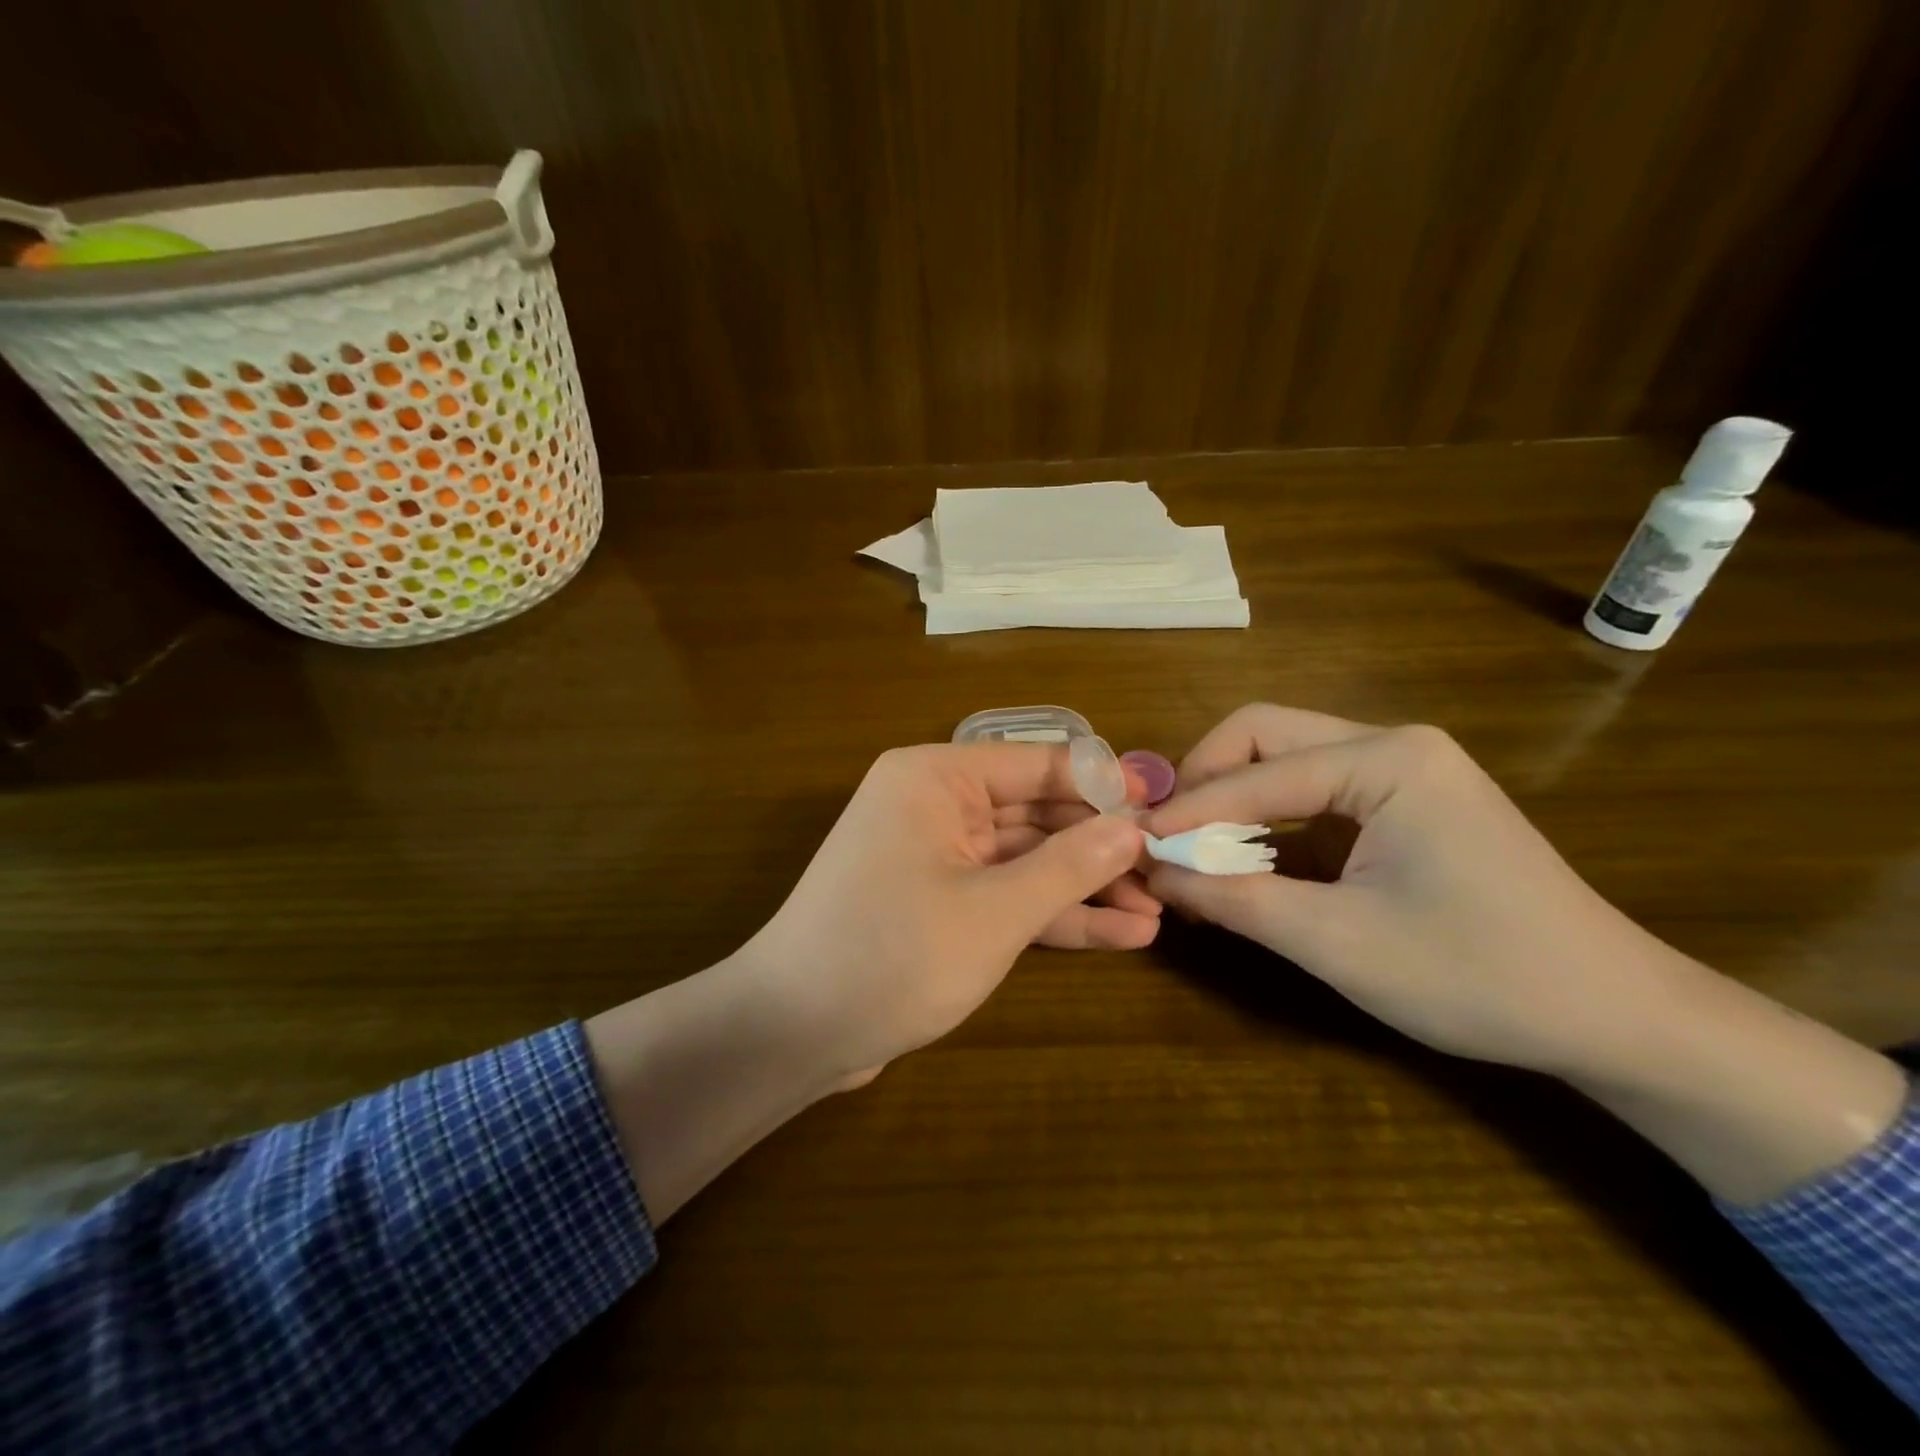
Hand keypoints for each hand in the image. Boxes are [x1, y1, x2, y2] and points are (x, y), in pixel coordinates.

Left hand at [738, 742, 1155, 1081]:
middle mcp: (936, 805)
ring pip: (1026, 860)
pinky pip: (1005, 895)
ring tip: (1157, 910)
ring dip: (1085, 886)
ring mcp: (937, 857)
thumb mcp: (992, 911)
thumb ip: (1067, 865)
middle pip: (1036, 813)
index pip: (1037, 765)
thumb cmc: (892, 954)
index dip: (1103, 786)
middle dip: (1099, 846)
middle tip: (1169, 869)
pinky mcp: (940, 904)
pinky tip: (1121, 934)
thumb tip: (1132, 827)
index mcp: (935, 778)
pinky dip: (1054, 914)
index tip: (1163, 809)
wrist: (794, 1032)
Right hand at [1142, 704, 1662, 1075]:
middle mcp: (1391, 744)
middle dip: (1204, 786)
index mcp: (1387, 759)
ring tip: (1192, 858)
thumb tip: (1152, 872)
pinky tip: (1243, 866)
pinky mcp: (1402, 803)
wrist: (1613, 1016)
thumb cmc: (1478, 975)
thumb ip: (1234, 899)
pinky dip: (1267, 827)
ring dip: (1231, 807)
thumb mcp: (1337, 942)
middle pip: (1263, 737)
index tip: (1132, 846)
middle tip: (1166, 839)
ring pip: (1282, 763)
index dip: (1187, 811)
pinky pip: (1311, 796)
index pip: (1255, 770)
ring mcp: (1401, 771)